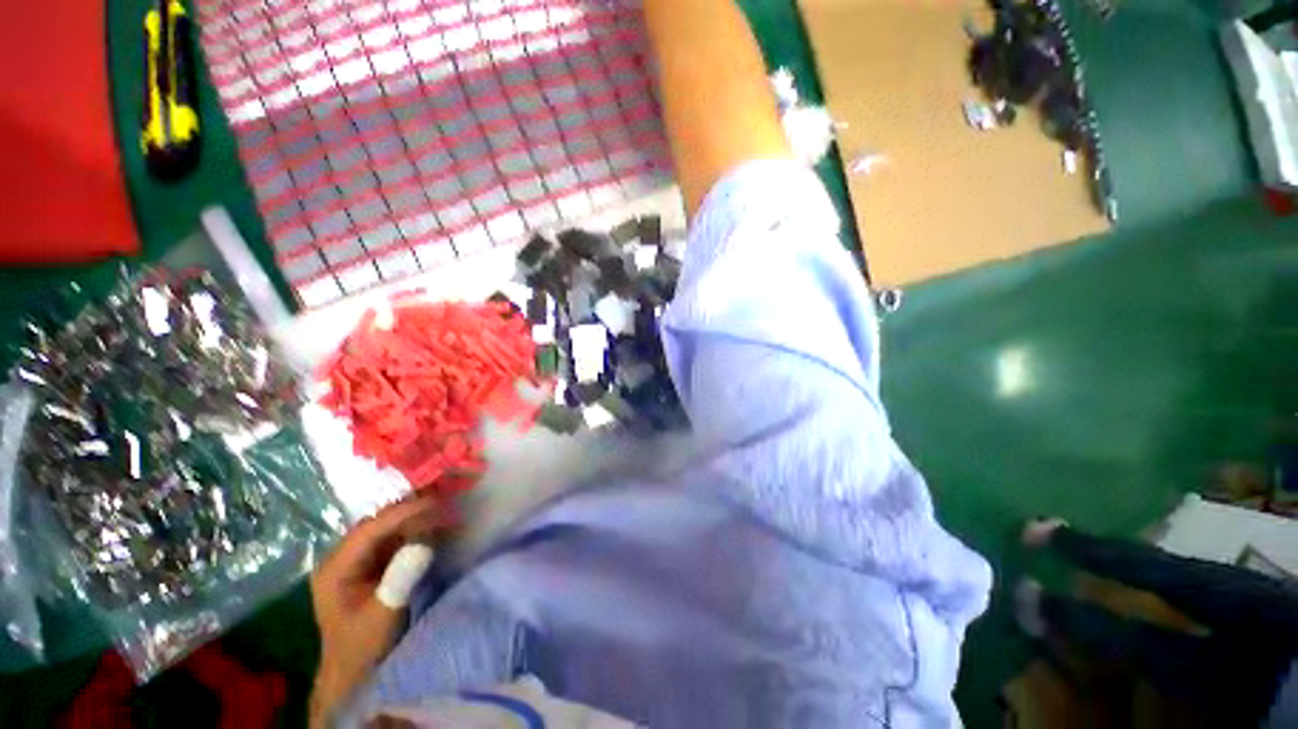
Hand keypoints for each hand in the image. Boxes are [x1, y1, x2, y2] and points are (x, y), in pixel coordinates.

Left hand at [309, 494, 455, 726]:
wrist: (355, 673)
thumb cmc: (364, 647)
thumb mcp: (383, 615)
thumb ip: (400, 578)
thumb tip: (424, 542)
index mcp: (335, 568)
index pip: (369, 529)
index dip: (402, 513)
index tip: (435, 502)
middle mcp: (342, 557)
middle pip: (378, 524)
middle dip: (410, 511)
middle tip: (444, 501)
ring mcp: (356, 560)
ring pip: (387, 528)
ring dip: (414, 518)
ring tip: (444, 510)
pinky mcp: (371, 565)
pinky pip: (394, 539)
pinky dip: (414, 530)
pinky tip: (434, 526)